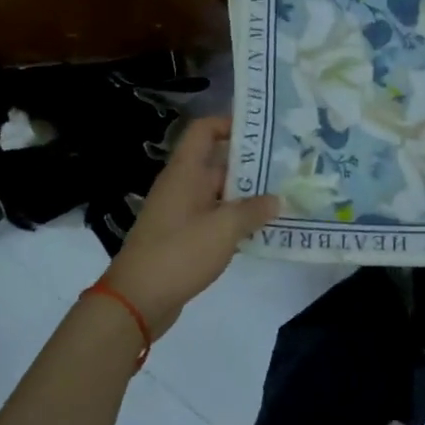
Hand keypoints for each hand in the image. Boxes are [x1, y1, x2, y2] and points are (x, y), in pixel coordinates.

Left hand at [98, 114, 278, 338]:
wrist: (136, 300)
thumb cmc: (179, 253)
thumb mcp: (224, 229)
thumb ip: (253, 210)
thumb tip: (276, 200)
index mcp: (185, 172)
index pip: (204, 130)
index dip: (230, 123)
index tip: (263, 132)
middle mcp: (181, 185)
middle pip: (217, 162)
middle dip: (251, 165)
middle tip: (288, 167)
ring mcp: (181, 212)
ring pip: (219, 193)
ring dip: (247, 196)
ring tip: (283, 198)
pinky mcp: (183, 236)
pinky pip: (214, 217)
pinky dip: (236, 220)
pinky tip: (262, 229)